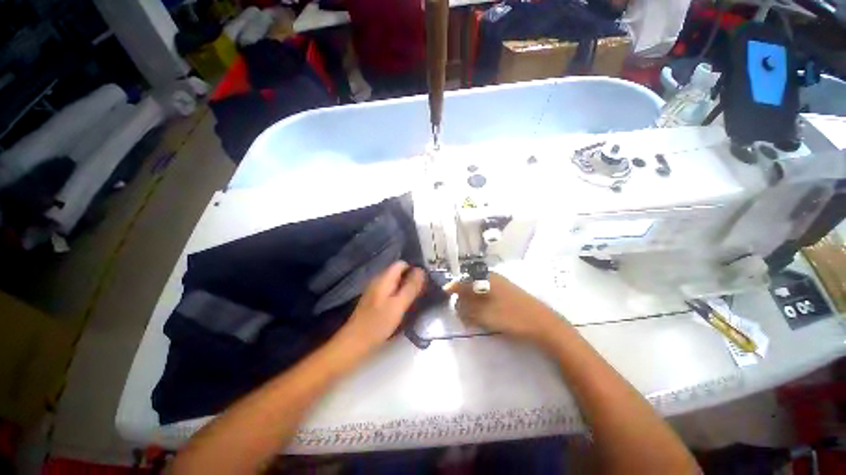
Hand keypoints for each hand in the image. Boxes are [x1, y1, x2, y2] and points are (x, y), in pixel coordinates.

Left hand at [335, 261, 425, 355]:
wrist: (355, 342)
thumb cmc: (378, 323)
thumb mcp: (399, 305)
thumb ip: (410, 287)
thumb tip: (421, 270)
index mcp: (384, 278)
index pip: (401, 264)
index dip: (413, 269)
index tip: (424, 281)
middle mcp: (378, 280)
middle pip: (398, 272)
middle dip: (410, 279)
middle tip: (422, 291)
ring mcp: (375, 289)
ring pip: (395, 282)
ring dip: (405, 287)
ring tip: (415, 298)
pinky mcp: (374, 299)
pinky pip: (390, 290)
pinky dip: (398, 294)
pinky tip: (403, 305)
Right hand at [446, 273, 562, 341]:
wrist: (543, 324)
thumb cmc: (511, 316)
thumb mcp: (483, 314)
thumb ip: (465, 308)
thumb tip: (456, 304)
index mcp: (486, 278)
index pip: (463, 279)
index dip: (452, 287)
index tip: (445, 296)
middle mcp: (492, 278)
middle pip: (470, 285)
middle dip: (463, 298)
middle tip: (461, 313)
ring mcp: (501, 285)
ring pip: (479, 292)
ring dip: (472, 303)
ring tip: (471, 318)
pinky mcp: (507, 294)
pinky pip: (488, 297)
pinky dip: (482, 305)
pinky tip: (484, 316)